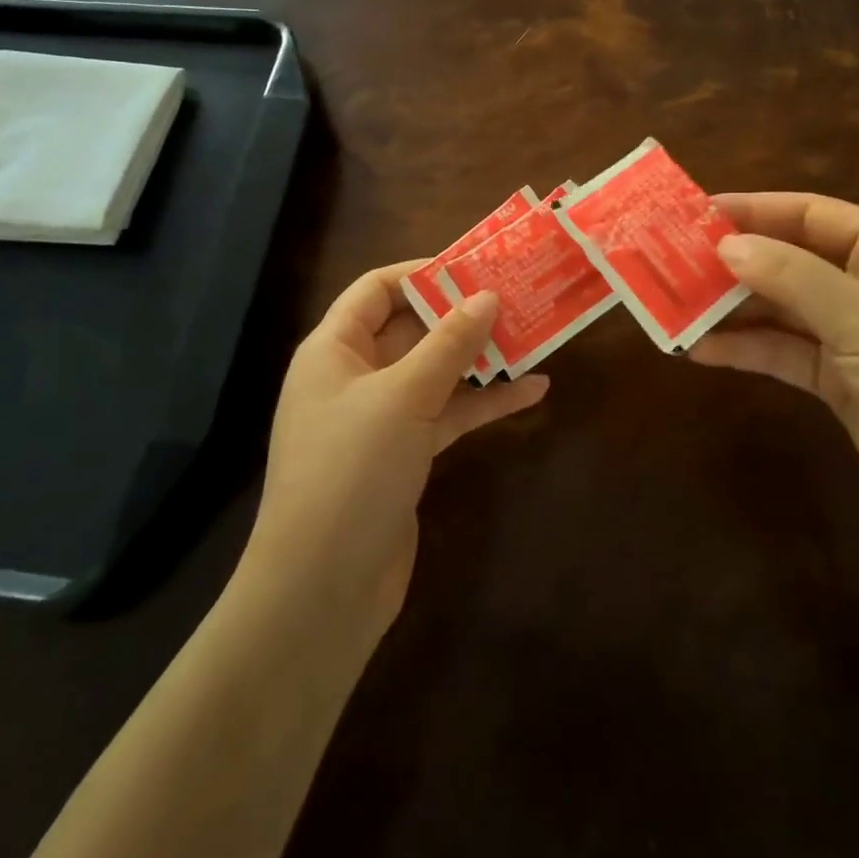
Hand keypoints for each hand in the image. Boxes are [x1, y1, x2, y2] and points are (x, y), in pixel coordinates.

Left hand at [245, 263, 548, 637]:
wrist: (322, 590)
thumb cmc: (351, 471)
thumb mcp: (404, 396)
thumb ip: (448, 343)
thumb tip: (486, 294)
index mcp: (335, 349)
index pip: (377, 290)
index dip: (424, 273)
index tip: (476, 267)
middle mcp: (355, 376)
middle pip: (413, 328)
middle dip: (464, 313)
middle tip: (519, 294)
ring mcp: (381, 418)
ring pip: (437, 372)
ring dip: (481, 356)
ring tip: (535, 335)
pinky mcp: (405, 455)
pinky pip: (448, 414)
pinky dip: (485, 402)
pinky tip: (533, 391)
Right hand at [691, 193, 858, 554]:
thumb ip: (792, 276)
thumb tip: (726, 244)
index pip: (811, 214)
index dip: (754, 210)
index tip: (695, 212)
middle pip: (790, 260)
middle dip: (734, 261)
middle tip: (671, 260)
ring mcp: (857, 337)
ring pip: (781, 309)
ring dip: (732, 309)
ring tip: (674, 306)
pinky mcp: (842, 383)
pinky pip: (784, 354)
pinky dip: (746, 349)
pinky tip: (700, 350)